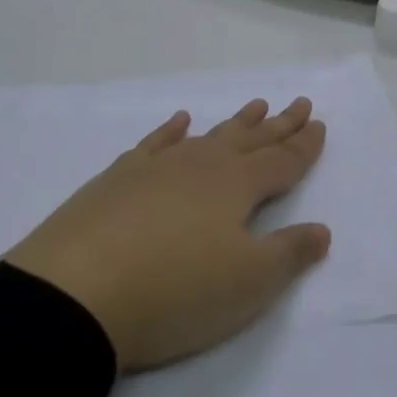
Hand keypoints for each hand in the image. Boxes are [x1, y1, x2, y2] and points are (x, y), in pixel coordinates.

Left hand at [4, 97, 330, 371]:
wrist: (73, 294)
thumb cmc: (173, 292)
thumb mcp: (247, 284)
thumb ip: (289, 254)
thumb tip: (322, 230)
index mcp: (238, 186)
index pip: (282, 161)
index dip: (304, 145)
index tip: (319, 123)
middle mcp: (203, 165)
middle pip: (251, 139)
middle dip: (279, 124)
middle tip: (299, 103)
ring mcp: (159, 168)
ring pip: (208, 136)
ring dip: (236, 122)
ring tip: (256, 105)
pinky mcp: (118, 180)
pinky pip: (155, 144)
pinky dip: (171, 131)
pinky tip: (180, 121)